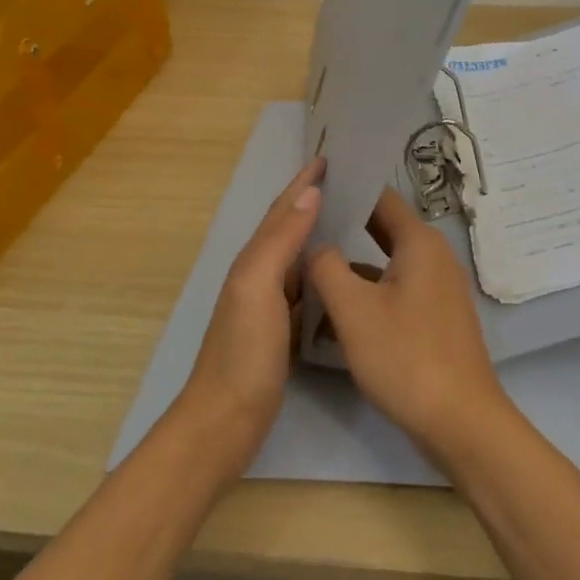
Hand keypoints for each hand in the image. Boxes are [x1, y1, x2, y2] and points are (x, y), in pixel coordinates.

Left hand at [175, 158, 323, 470]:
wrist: (225, 422)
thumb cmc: (243, 352)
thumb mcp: (258, 287)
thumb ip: (281, 240)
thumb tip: (310, 193)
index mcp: (254, 260)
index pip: (282, 210)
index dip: (304, 182)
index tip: (331, 157)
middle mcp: (260, 275)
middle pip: (289, 227)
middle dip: (314, 200)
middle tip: (351, 182)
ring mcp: (271, 305)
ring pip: (300, 256)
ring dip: (321, 233)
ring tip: (355, 219)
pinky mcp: (283, 331)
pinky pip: (308, 287)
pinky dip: (324, 271)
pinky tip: (344, 274)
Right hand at [307, 187, 512, 459]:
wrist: (460, 419)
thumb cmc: (405, 356)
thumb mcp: (354, 311)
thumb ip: (327, 268)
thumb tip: (316, 244)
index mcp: (420, 242)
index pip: (381, 197)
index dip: (348, 189)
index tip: (313, 187)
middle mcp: (434, 255)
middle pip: (384, 227)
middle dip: (347, 224)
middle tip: (304, 224)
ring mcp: (439, 286)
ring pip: (389, 260)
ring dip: (355, 261)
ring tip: (312, 260)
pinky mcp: (436, 315)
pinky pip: (398, 287)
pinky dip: (371, 288)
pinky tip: (339, 305)